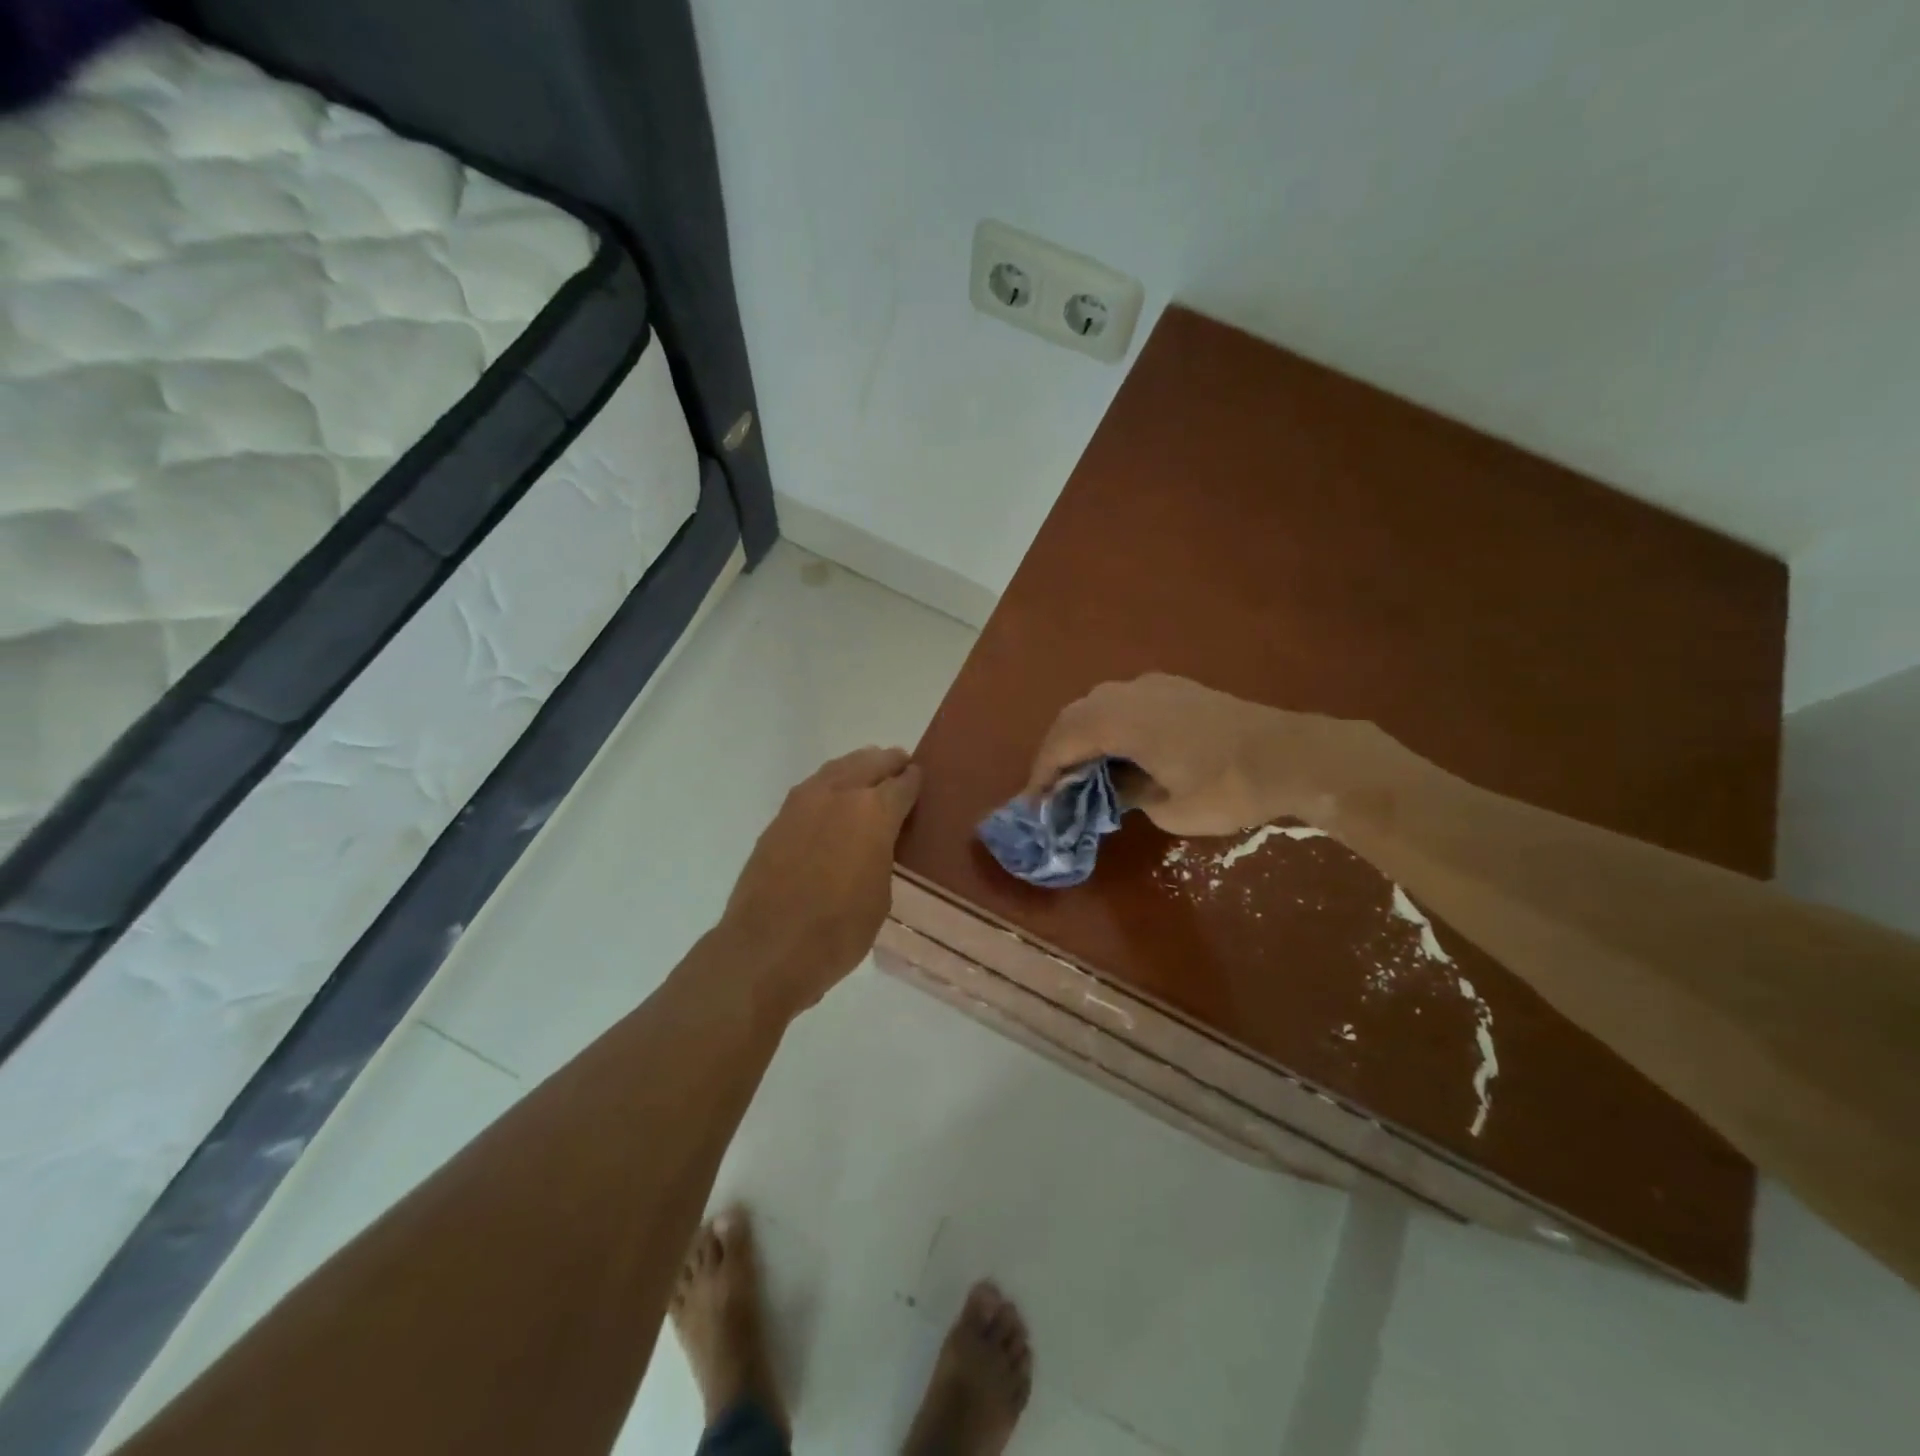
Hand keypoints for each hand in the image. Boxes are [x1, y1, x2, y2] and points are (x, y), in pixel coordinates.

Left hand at [720, 746, 921, 1013]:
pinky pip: (812, 788)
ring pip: (837, 768)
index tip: (920, 779)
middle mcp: (839, 794)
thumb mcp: (881, 894)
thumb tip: (876, 840)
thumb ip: (882, 854)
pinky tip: (833, 801)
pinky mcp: (778, 819)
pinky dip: (829, 786)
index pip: (903, 783)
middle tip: (900, 767)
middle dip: (888, 763)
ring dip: (857, 768)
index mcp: (874, 811)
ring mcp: (803, 803)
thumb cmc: (839, 930)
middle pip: (870, 762)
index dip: (915, 781)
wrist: (768, 948)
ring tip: (867, 777)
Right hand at [1024, 674, 1348, 836]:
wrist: (1292, 755)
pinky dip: (1110, 725)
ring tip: (1082, 772)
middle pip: (1075, 716)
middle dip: (1058, 752)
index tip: (1035, 803)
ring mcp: (1155, 686)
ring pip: (1099, 704)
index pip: (1064, 741)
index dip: (1043, 772)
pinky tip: (1121, 752)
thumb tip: (1120, 788)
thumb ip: (1132, 796)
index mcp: (1121, 720)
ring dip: (1083, 735)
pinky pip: (1125, 702)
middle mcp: (1130, 693)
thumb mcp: (1170, 808)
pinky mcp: (1177, 689)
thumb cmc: (1228, 787)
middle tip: (1053, 787)